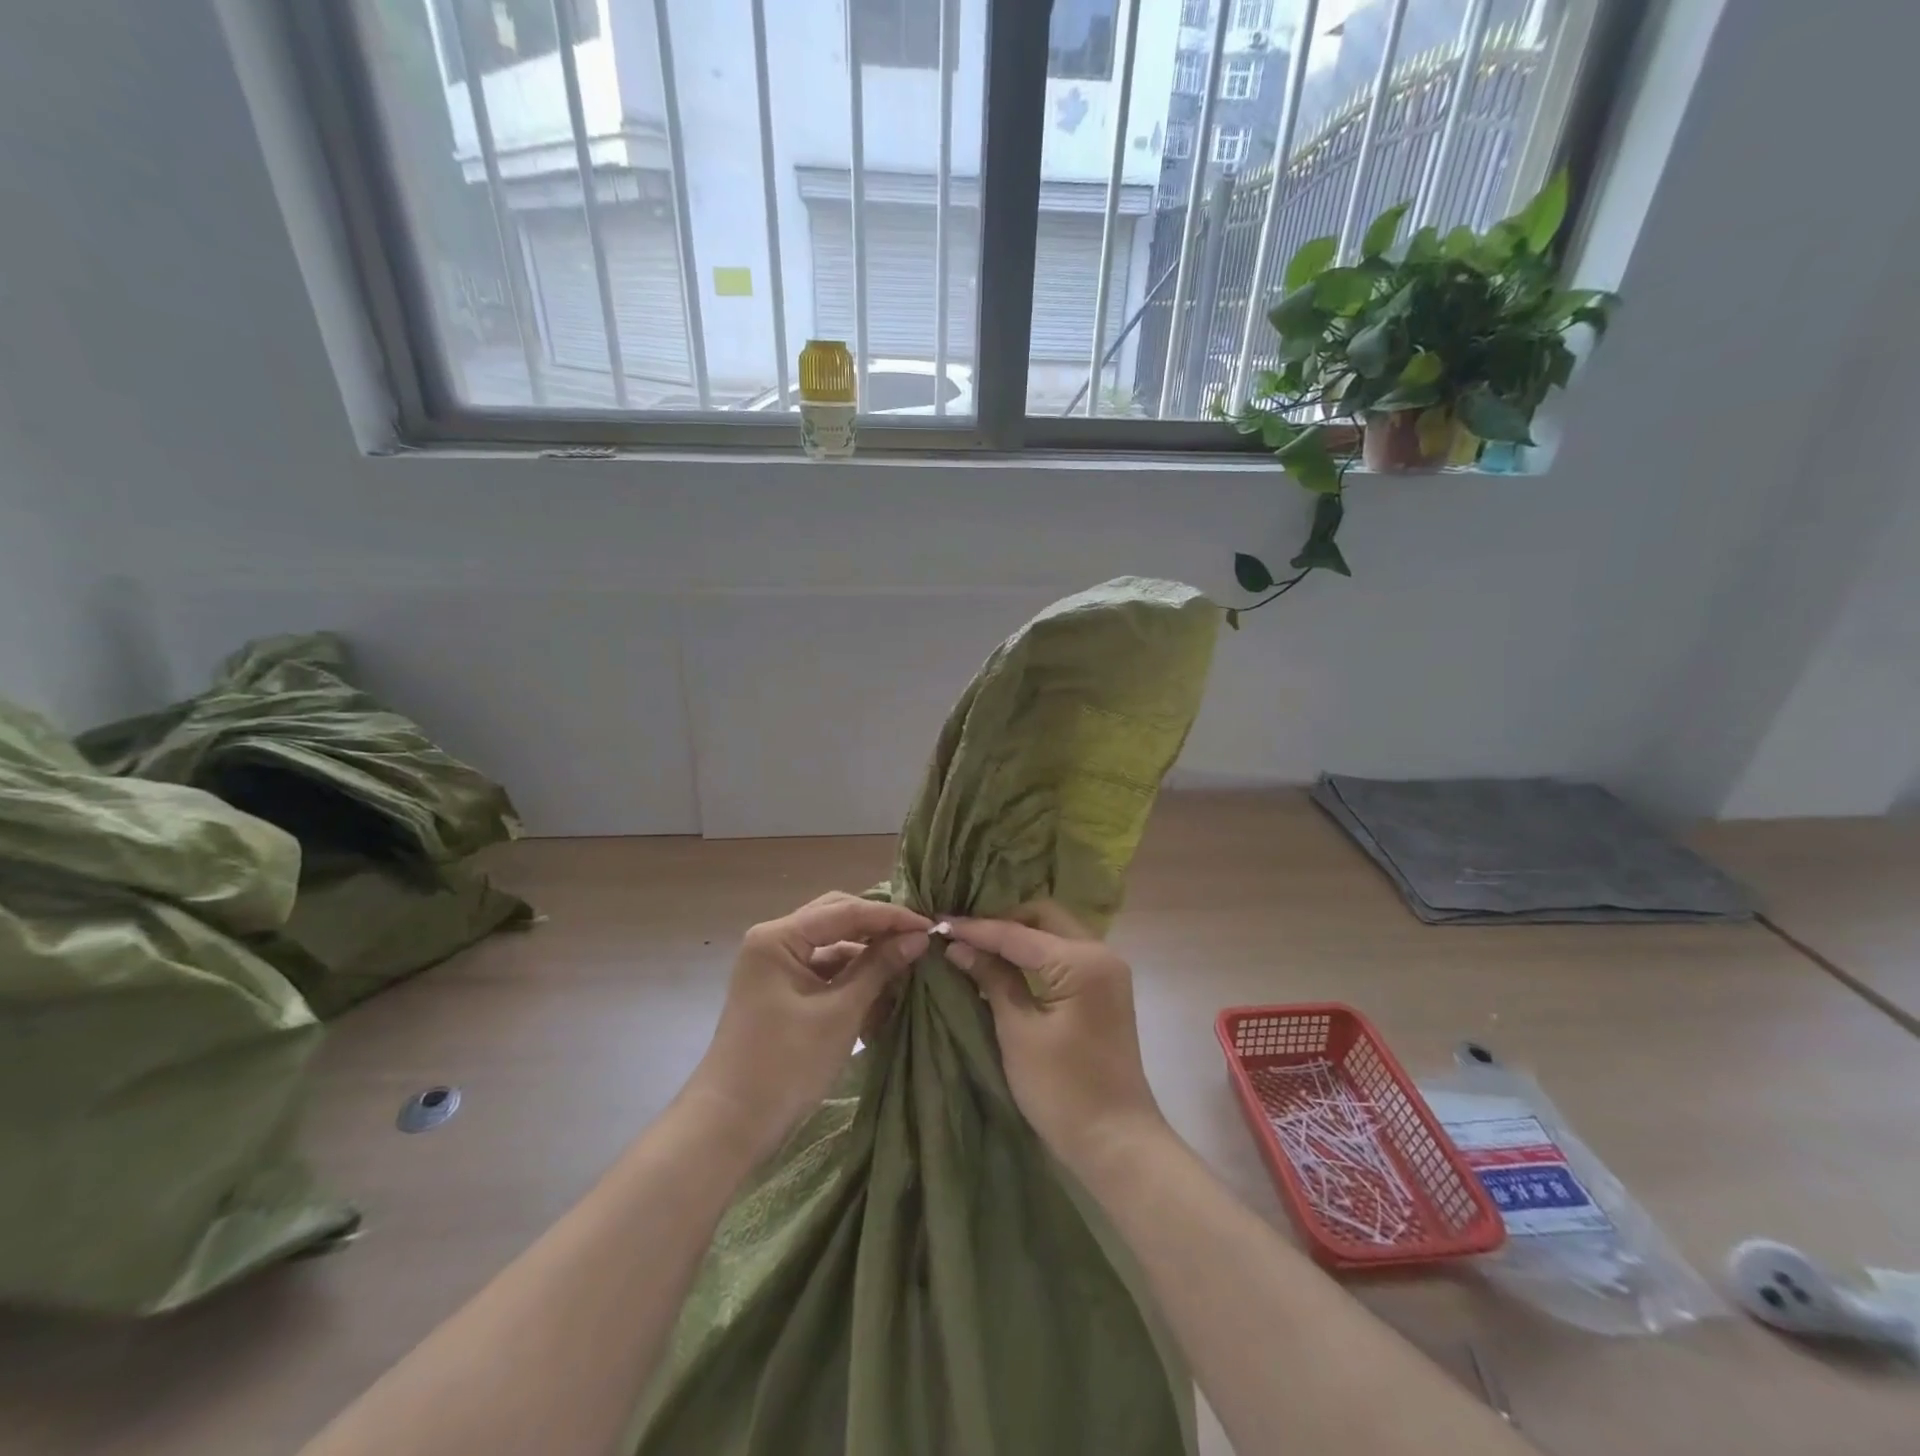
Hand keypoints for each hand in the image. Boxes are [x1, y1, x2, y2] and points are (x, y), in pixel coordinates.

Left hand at [684, 893, 930, 1162]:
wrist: (730, 1124)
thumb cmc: (785, 1064)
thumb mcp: (840, 1013)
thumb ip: (879, 968)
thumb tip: (918, 937)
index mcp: (779, 937)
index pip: (845, 911)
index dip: (890, 916)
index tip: (930, 924)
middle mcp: (775, 940)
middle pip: (837, 919)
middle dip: (878, 928)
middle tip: (919, 937)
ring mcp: (777, 966)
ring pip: (833, 945)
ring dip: (868, 954)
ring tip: (908, 963)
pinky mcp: (783, 990)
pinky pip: (825, 970)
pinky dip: (853, 977)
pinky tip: (884, 988)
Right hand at [944, 903, 1166, 1172]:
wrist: (1117, 1143)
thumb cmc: (1063, 1091)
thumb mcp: (1018, 1032)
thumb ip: (992, 979)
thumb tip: (958, 946)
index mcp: (1082, 961)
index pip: (1017, 933)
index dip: (976, 929)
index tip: (939, 925)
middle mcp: (1100, 952)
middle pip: (1043, 917)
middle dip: (1001, 922)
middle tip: (962, 935)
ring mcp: (1107, 970)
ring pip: (1054, 931)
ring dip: (1019, 935)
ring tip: (977, 946)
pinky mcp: (1104, 989)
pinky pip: (1064, 953)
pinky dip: (1036, 953)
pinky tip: (1006, 964)